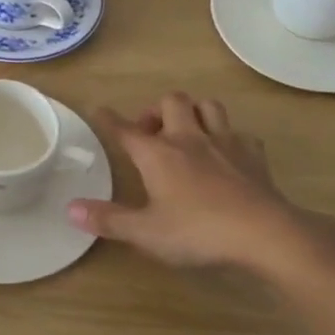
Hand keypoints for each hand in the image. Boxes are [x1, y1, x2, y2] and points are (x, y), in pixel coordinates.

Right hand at [68, 93, 334, 272]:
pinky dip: (229, 136)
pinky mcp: (253, 154)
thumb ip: (109, 220)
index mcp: (158, 154)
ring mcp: (224, 142)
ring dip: (194, 112)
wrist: (264, 232)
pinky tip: (227, 153)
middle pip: (171, 101)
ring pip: (207, 106)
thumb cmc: (198, 231)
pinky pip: (239, 133)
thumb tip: (71, 208)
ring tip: (187, 131)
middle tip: (151, 132)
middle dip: (157, 110)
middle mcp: (188, 138)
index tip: (99, 109)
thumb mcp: (146, 232)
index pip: (126, 129)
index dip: (109, 119)